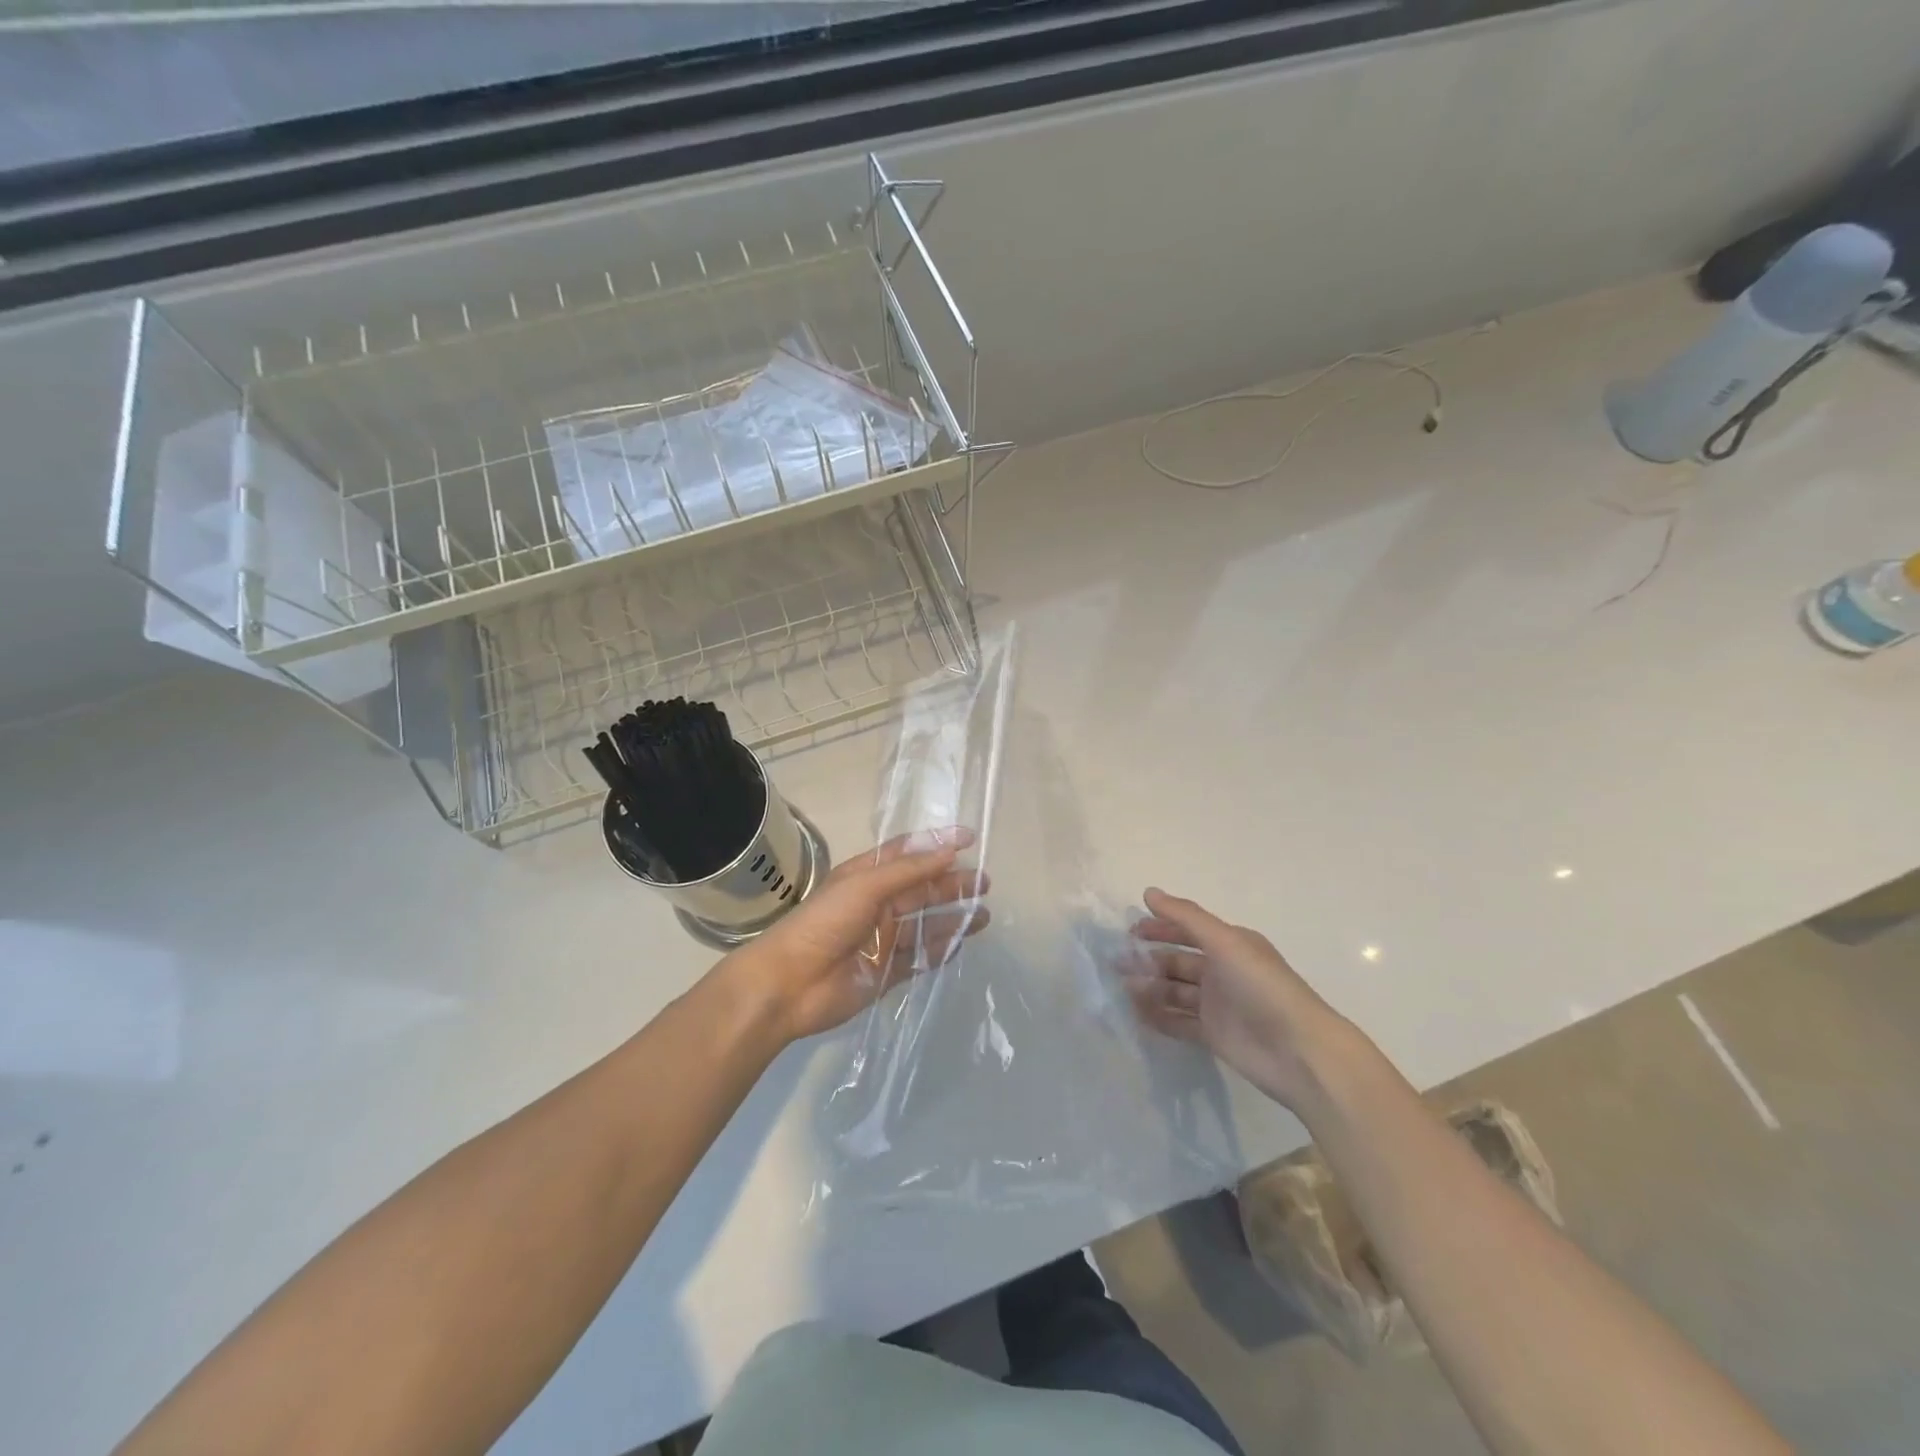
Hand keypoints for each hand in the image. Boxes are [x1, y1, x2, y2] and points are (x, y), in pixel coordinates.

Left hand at [715, 829, 990, 1045]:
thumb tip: (950, 851)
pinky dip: (939, 951)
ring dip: (953, 918)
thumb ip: (909, 871)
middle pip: (922, 890)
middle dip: (953, 884)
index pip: (907, 853)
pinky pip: (919, 959)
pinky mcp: (886, 972)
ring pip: (925, 925)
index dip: (937, 844)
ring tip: (985, 915)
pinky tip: (961, 945)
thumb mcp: (865, 886)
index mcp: (866, 877)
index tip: (970, 839)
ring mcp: (882, 940)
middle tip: (985, 882)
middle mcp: (876, 904)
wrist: (789, 985)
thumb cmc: (824, 923)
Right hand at [1127, 887, 1358, 1112]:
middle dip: (1149, 959)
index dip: (1160, 927)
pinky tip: (1136, 1013)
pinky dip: (1158, 1016)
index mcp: (1230, 945)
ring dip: (1150, 987)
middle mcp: (1222, 971)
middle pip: (1177, 960)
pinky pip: (1178, 1021)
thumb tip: (1148, 892)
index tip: (1130, 931)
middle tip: (1117, 962)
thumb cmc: (1262, 987)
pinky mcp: (1213, 1035)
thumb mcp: (1225, 942)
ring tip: (1124, 988)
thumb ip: (1186, 917)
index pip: (1188, 929)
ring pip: (1174, 990)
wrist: (1299, 1052)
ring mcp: (1217, 1004)